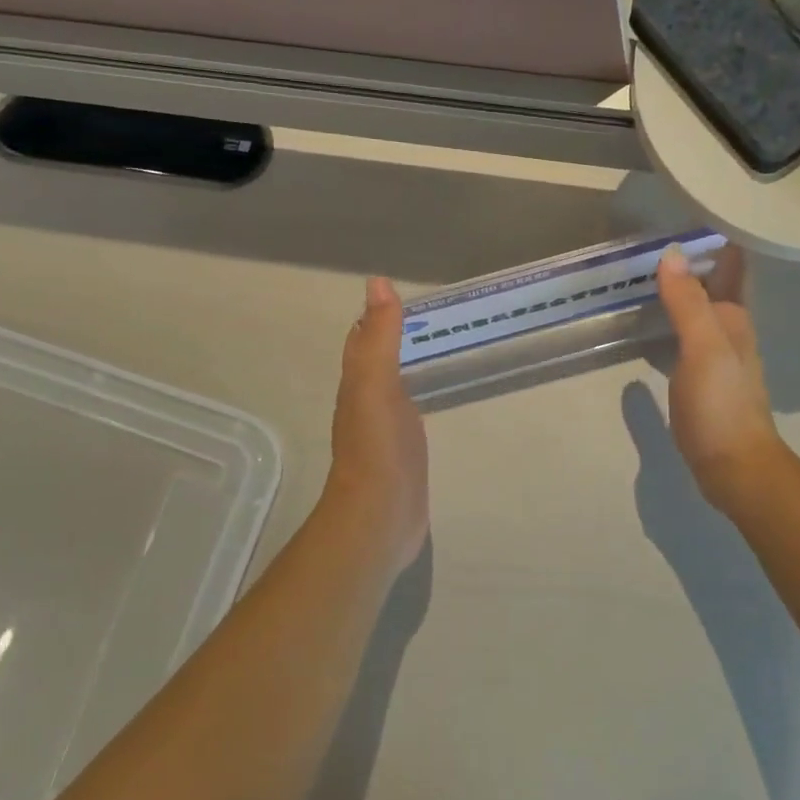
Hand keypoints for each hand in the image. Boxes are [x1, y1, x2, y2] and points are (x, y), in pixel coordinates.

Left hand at [326, 276, 429, 572]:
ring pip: (395, 388)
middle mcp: (367, 404)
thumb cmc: (377, 449)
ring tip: (442, 350)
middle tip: (435, 320)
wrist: (380, 516)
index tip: (405, 296)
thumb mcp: (376, 385)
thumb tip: (377, 283)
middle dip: (397, 340)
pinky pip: (411, 415)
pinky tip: (436, 397)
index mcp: (358, 384)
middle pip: (378, 363)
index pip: (363, 341)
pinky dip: (420, 398)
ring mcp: (385, 431)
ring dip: (409, 368)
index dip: (377, 318)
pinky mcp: (404, 454)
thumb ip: (379, 337)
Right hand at [655, 246, 783, 514]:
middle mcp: (730, 332)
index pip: (731, 266)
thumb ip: (687, 302)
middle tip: (653, 237)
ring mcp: (717, 359)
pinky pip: (686, 338)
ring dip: (680, 291)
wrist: (734, 466)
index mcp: (734, 318)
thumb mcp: (704, 348)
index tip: (686, 214)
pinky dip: (671, 322)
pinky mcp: (702, 382)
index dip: (714, 240)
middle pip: (713, 286)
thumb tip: (672, 253)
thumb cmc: (720, 405)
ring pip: (699, 312)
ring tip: (646, 272)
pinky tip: (652, 324)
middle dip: (692, 262)